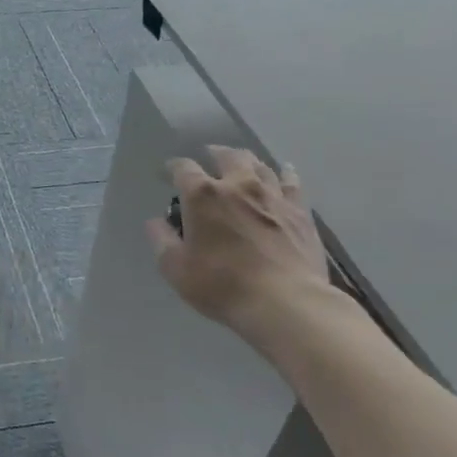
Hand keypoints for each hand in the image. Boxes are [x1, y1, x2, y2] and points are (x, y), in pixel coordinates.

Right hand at [146, 146, 334, 354]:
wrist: (285, 303)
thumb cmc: (222, 285)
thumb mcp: (176, 269)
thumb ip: (161, 240)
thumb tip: (156, 222)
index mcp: (203, 195)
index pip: (183, 168)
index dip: (173, 167)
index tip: (168, 173)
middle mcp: (238, 184)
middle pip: (227, 156)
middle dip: (215, 154)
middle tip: (209, 158)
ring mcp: (273, 195)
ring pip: (260, 165)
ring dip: (247, 162)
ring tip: (242, 165)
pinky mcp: (300, 211)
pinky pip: (292, 183)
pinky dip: (284, 174)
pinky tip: (284, 172)